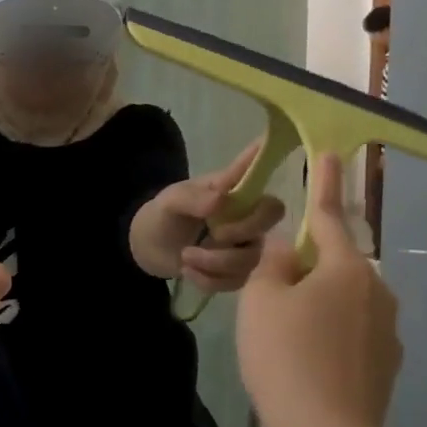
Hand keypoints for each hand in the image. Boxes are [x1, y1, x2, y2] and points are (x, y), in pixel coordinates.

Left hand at [130, 139, 286, 290]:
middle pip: (270, 218)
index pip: (260, 173)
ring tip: (185, 256)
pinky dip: (208, 279)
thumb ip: (194, 198)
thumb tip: (222, 199)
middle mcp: (247, 215)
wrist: (151, 247)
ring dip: (215, 262)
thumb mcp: (172, 201)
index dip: (271, 161)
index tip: (276, 145)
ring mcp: (246, 245)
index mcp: (234, 189)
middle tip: (212, 234)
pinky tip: (188, 271)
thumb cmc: (165, 214)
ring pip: (251, 258)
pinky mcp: (238, 273)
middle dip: (241, 231)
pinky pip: (236, 281)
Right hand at [236, 153, 400, 426]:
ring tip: (286, 339)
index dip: (325, 183)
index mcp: (346, 268)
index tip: (331, 153)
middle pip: (335, 264)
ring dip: (319, 305)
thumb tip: (289, 248)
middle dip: (307, 268)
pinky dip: (331, 336)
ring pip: (345, 301)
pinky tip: (309, 363)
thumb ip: (274, 263)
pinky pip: (353, 333)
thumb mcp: (262, 300)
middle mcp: (377, 291)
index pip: (330, 215)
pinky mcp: (387, 364)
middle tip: (273, 295)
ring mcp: (387, 331)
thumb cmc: (286, 356)